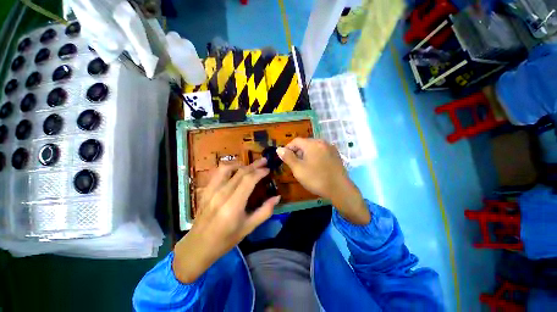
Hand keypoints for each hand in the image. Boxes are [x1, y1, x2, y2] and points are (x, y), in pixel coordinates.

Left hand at [173, 158, 280, 283]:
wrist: (199, 245)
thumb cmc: (226, 239)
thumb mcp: (249, 227)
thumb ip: (265, 211)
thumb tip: (277, 197)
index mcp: (233, 206)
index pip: (248, 180)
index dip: (260, 172)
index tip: (268, 169)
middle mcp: (221, 194)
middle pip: (240, 172)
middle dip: (254, 165)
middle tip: (264, 161)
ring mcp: (211, 191)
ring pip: (228, 168)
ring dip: (241, 164)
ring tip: (250, 166)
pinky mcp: (206, 190)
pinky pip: (218, 172)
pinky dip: (229, 167)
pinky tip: (236, 170)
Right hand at [277, 138, 369, 224]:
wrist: (340, 189)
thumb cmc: (316, 178)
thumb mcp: (298, 169)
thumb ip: (288, 157)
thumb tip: (279, 149)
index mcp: (312, 144)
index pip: (296, 141)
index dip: (288, 148)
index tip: (284, 157)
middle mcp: (322, 142)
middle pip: (305, 143)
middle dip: (297, 152)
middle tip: (294, 163)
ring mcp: (330, 148)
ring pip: (313, 147)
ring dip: (306, 154)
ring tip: (304, 166)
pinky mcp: (335, 155)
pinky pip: (321, 151)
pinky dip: (315, 156)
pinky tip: (315, 166)